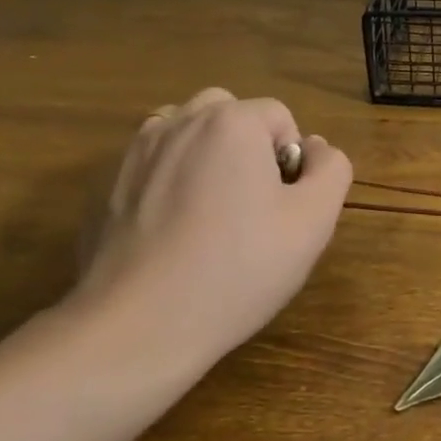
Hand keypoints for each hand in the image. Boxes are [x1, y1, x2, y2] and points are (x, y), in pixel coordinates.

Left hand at [73, 89, 351, 382]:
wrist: (139, 325)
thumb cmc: (238, 269)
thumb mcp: (313, 222)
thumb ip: (332, 170)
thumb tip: (314, 149)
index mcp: (231, 122)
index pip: (280, 117)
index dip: (292, 161)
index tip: (282, 209)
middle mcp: (180, 122)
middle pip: (230, 115)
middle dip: (248, 149)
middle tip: (252, 207)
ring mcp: (136, 152)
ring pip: (188, 134)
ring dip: (207, 157)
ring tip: (212, 215)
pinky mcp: (108, 185)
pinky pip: (155, 165)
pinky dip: (170, 181)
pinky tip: (173, 232)